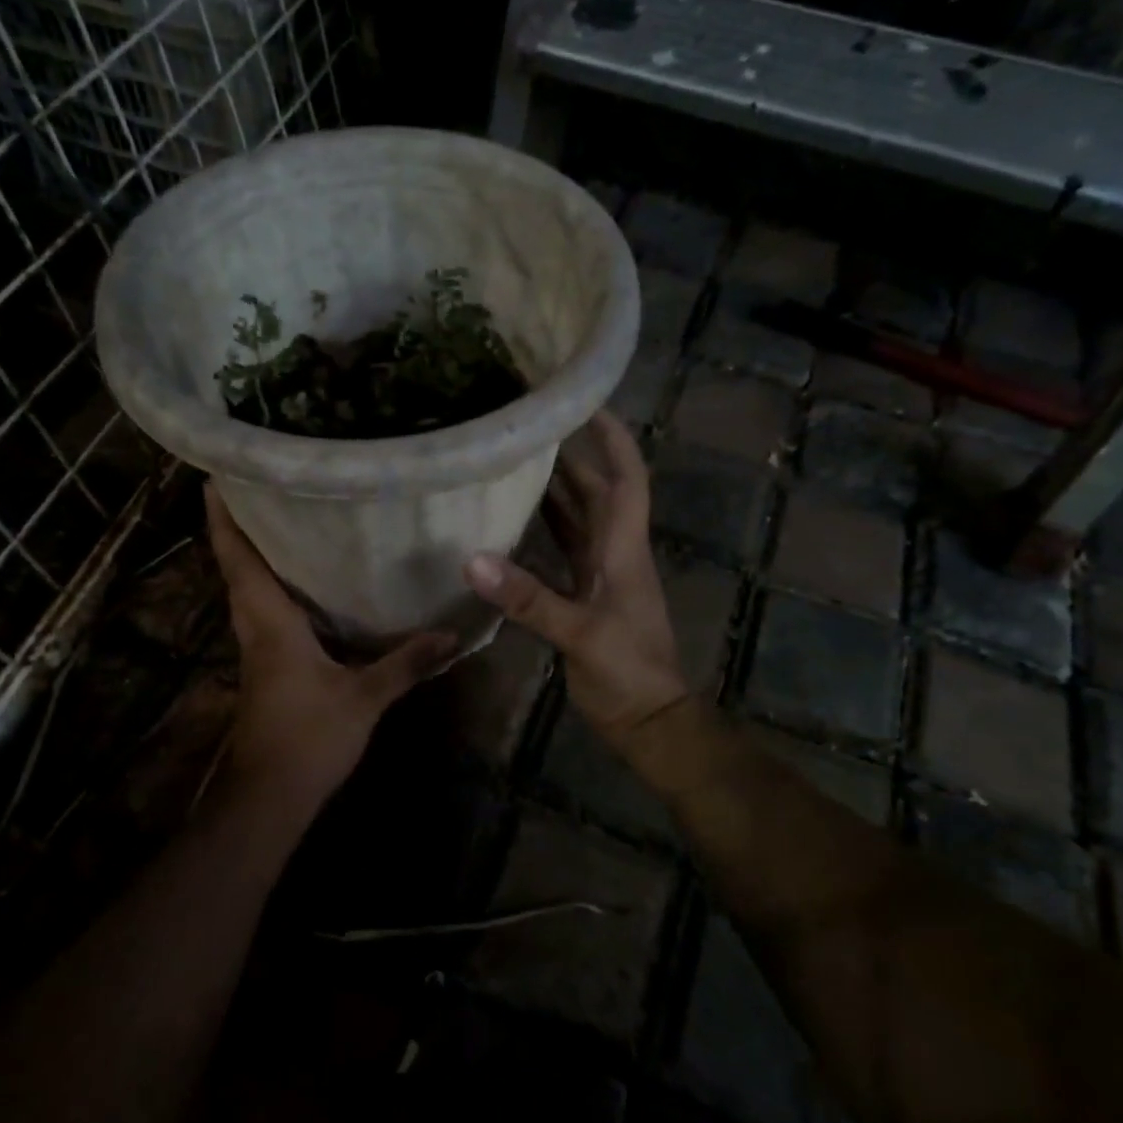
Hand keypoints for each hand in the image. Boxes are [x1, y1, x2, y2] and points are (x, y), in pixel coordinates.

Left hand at [206, 484, 455, 808]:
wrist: (269, 797)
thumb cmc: (308, 737)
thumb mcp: (364, 698)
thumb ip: (405, 664)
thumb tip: (451, 635)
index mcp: (270, 624)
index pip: (239, 561)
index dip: (224, 520)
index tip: (216, 479)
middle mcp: (256, 629)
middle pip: (237, 569)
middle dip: (239, 529)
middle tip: (259, 488)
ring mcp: (258, 652)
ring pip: (248, 593)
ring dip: (253, 558)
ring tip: (280, 524)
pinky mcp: (266, 670)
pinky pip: (264, 615)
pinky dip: (272, 591)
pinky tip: (303, 588)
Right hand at [464, 411, 688, 742]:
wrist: (648, 720)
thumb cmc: (628, 671)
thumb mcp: (580, 633)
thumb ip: (529, 598)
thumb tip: (473, 560)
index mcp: (623, 548)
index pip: (626, 479)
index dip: (612, 439)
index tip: (585, 402)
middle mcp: (614, 552)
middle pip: (596, 492)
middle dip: (571, 456)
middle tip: (531, 427)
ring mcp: (600, 575)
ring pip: (577, 520)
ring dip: (554, 491)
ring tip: (515, 462)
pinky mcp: (584, 597)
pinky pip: (562, 552)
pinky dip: (541, 533)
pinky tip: (510, 524)